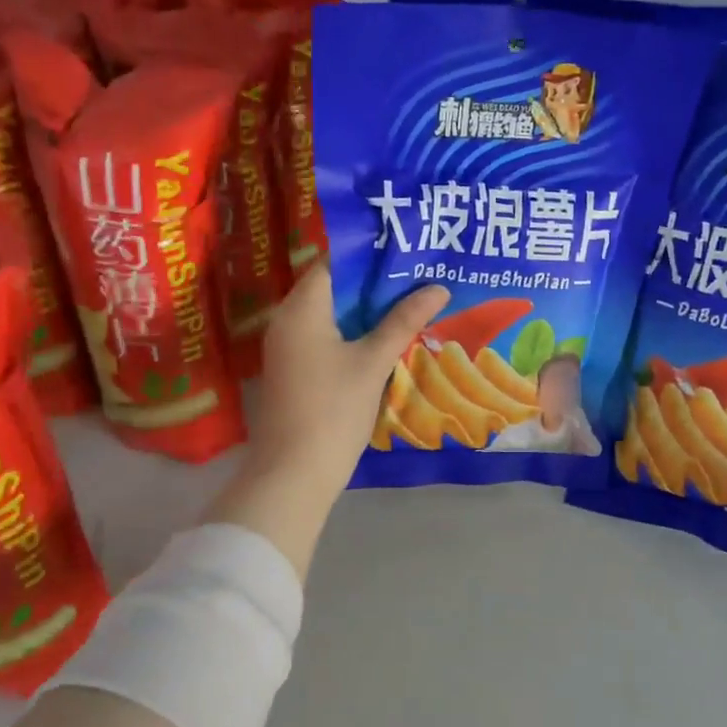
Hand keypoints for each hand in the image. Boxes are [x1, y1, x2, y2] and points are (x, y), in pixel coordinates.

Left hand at [246, 261, 448, 492]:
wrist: (294, 474)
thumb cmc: (333, 410)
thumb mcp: (373, 362)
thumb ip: (404, 321)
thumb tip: (438, 288)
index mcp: (302, 308)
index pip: (335, 263)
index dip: (371, 256)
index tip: (408, 253)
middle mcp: (288, 320)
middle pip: (334, 288)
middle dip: (376, 284)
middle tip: (419, 278)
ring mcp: (289, 347)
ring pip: (332, 315)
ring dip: (368, 311)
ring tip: (412, 303)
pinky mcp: (296, 371)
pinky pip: (327, 338)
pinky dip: (355, 334)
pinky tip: (388, 339)